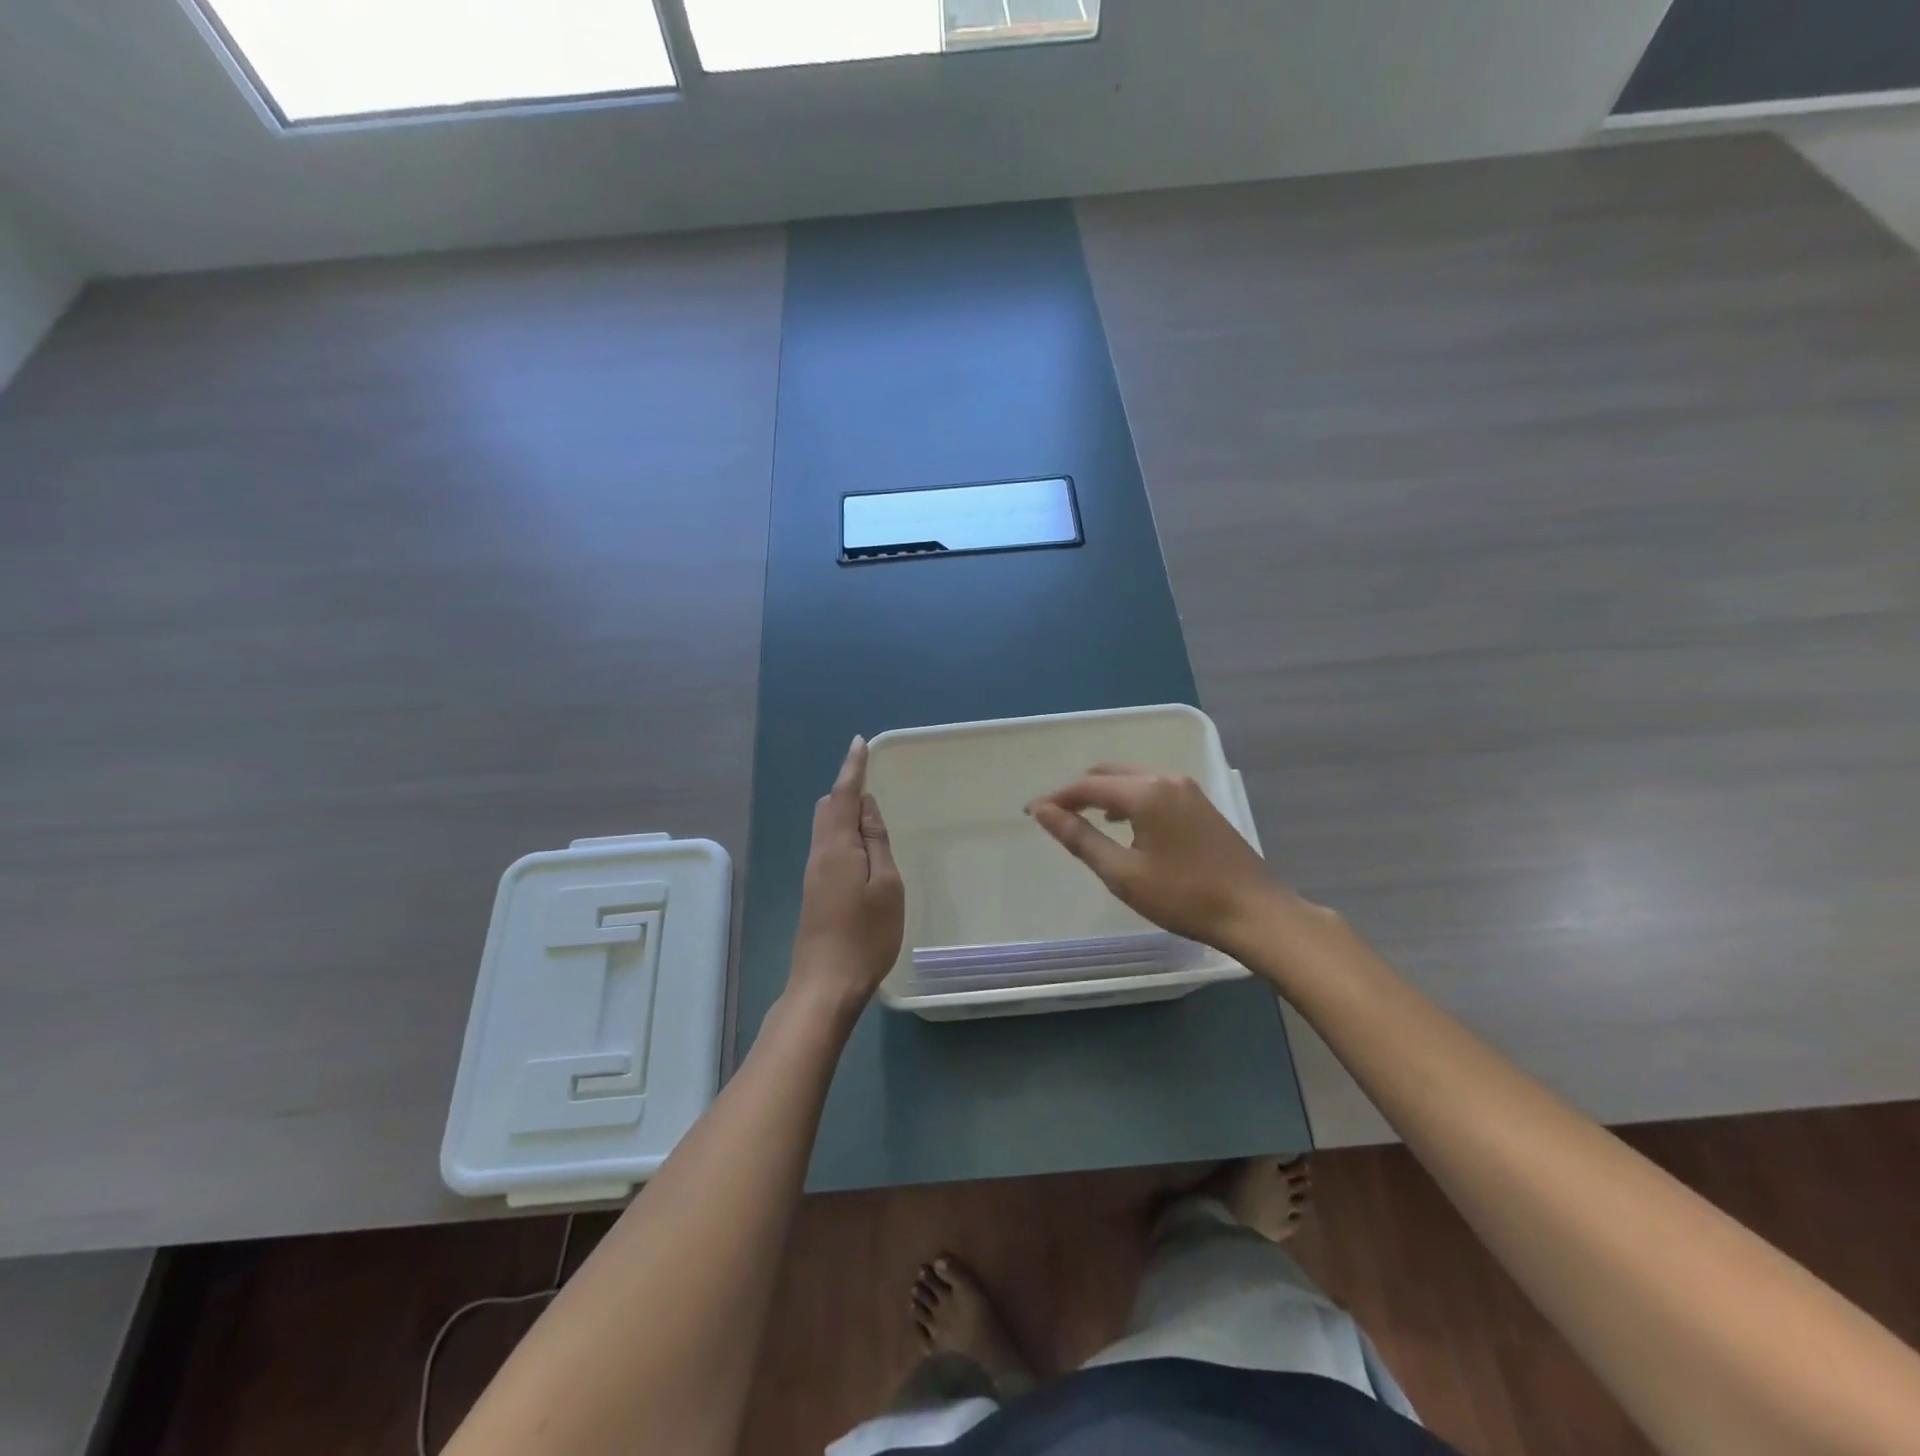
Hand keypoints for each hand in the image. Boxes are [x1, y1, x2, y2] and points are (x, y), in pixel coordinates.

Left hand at [790, 736, 904, 1013]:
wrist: (825, 985)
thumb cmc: (865, 935)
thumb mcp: (886, 885)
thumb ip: (876, 842)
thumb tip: (866, 807)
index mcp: (836, 846)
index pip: (842, 795)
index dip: (852, 768)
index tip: (859, 743)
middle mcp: (819, 854)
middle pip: (827, 808)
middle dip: (847, 789)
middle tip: (872, 782)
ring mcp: (813, 874)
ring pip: (826, 828)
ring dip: (845, 813)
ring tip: (872, 815)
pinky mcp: (815, 891)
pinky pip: (828, 847)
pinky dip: (844, 834)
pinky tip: (862, 849)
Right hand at [1026, 764, 1283, 954]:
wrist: (1254, 912)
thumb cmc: (1183, 896)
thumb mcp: (1122, 873)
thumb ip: (1080, 837)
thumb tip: (1043, 811)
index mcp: (1146, 792)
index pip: (1087, 785)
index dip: (1057, 797)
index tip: (1031, 813)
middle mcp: (1167, 779)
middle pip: (1110, 772)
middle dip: (1078, 790)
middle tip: (1055, 815)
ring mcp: (1188, 789)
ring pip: (1133, 778)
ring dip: (1104, 792)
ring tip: (1083, 819)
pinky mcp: (1201, 804)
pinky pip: (1153, 787)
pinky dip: (1128, 798)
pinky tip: (1124, 824)